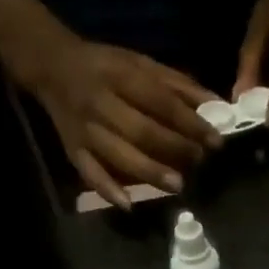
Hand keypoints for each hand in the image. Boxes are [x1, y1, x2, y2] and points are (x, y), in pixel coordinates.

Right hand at [29, 35, 223, 207]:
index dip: (190, 122)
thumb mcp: (140, 63)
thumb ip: (177, 84)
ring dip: (150, 172)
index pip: (161, 102)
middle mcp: (101, 102)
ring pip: (120, 154)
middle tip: (198, 162)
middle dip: (174, 148)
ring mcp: (85, 129)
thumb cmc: (106, 67)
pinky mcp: (73, 150)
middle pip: (142, 130)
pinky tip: (128, 205)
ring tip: (178, 185)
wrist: (52, 66)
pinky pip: (90, 173)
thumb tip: (217, 103)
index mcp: (120, 75)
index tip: (215, 141)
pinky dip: (108, 190)